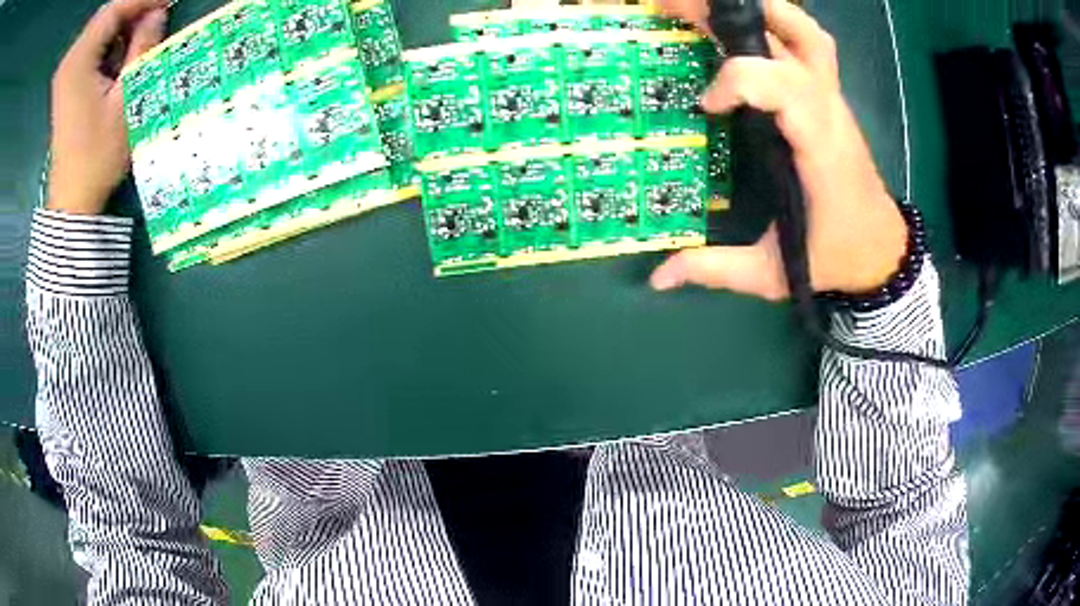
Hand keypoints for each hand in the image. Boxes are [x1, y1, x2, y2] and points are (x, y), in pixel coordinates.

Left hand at [48, 0, 168, 214]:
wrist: (72, 201)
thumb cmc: (97, 156)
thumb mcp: (125, 99)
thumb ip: (141, 48)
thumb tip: (158, 13)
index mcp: (78, 60)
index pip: (116, 8)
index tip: (171, 1)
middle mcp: (70, 59)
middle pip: (107, 14)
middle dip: (135, 8)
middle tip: (162, 13)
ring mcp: (66, 71)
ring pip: (101, 26)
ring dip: (125, 23)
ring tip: (147, 31)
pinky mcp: (67, 81)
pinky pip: (93, 43)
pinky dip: (112, 39)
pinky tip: (124, 50)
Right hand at [650, 0, 907, 299]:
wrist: (882, 249)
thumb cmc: (834, 256)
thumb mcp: (774, 273)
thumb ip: (717, 269)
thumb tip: (658, 277)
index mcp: (818, 146)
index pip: (782, 84)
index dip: (737, 80)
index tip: (705, 106)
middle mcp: (828, 109)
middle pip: (792, 35)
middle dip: (733, 15)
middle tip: (678, 8)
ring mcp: (832, 97)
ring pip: (805, 31)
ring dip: (763, 9)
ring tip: (713, 10)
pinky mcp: (829, 97)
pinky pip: (808, 43)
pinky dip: (777, 23)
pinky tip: (746, 29)